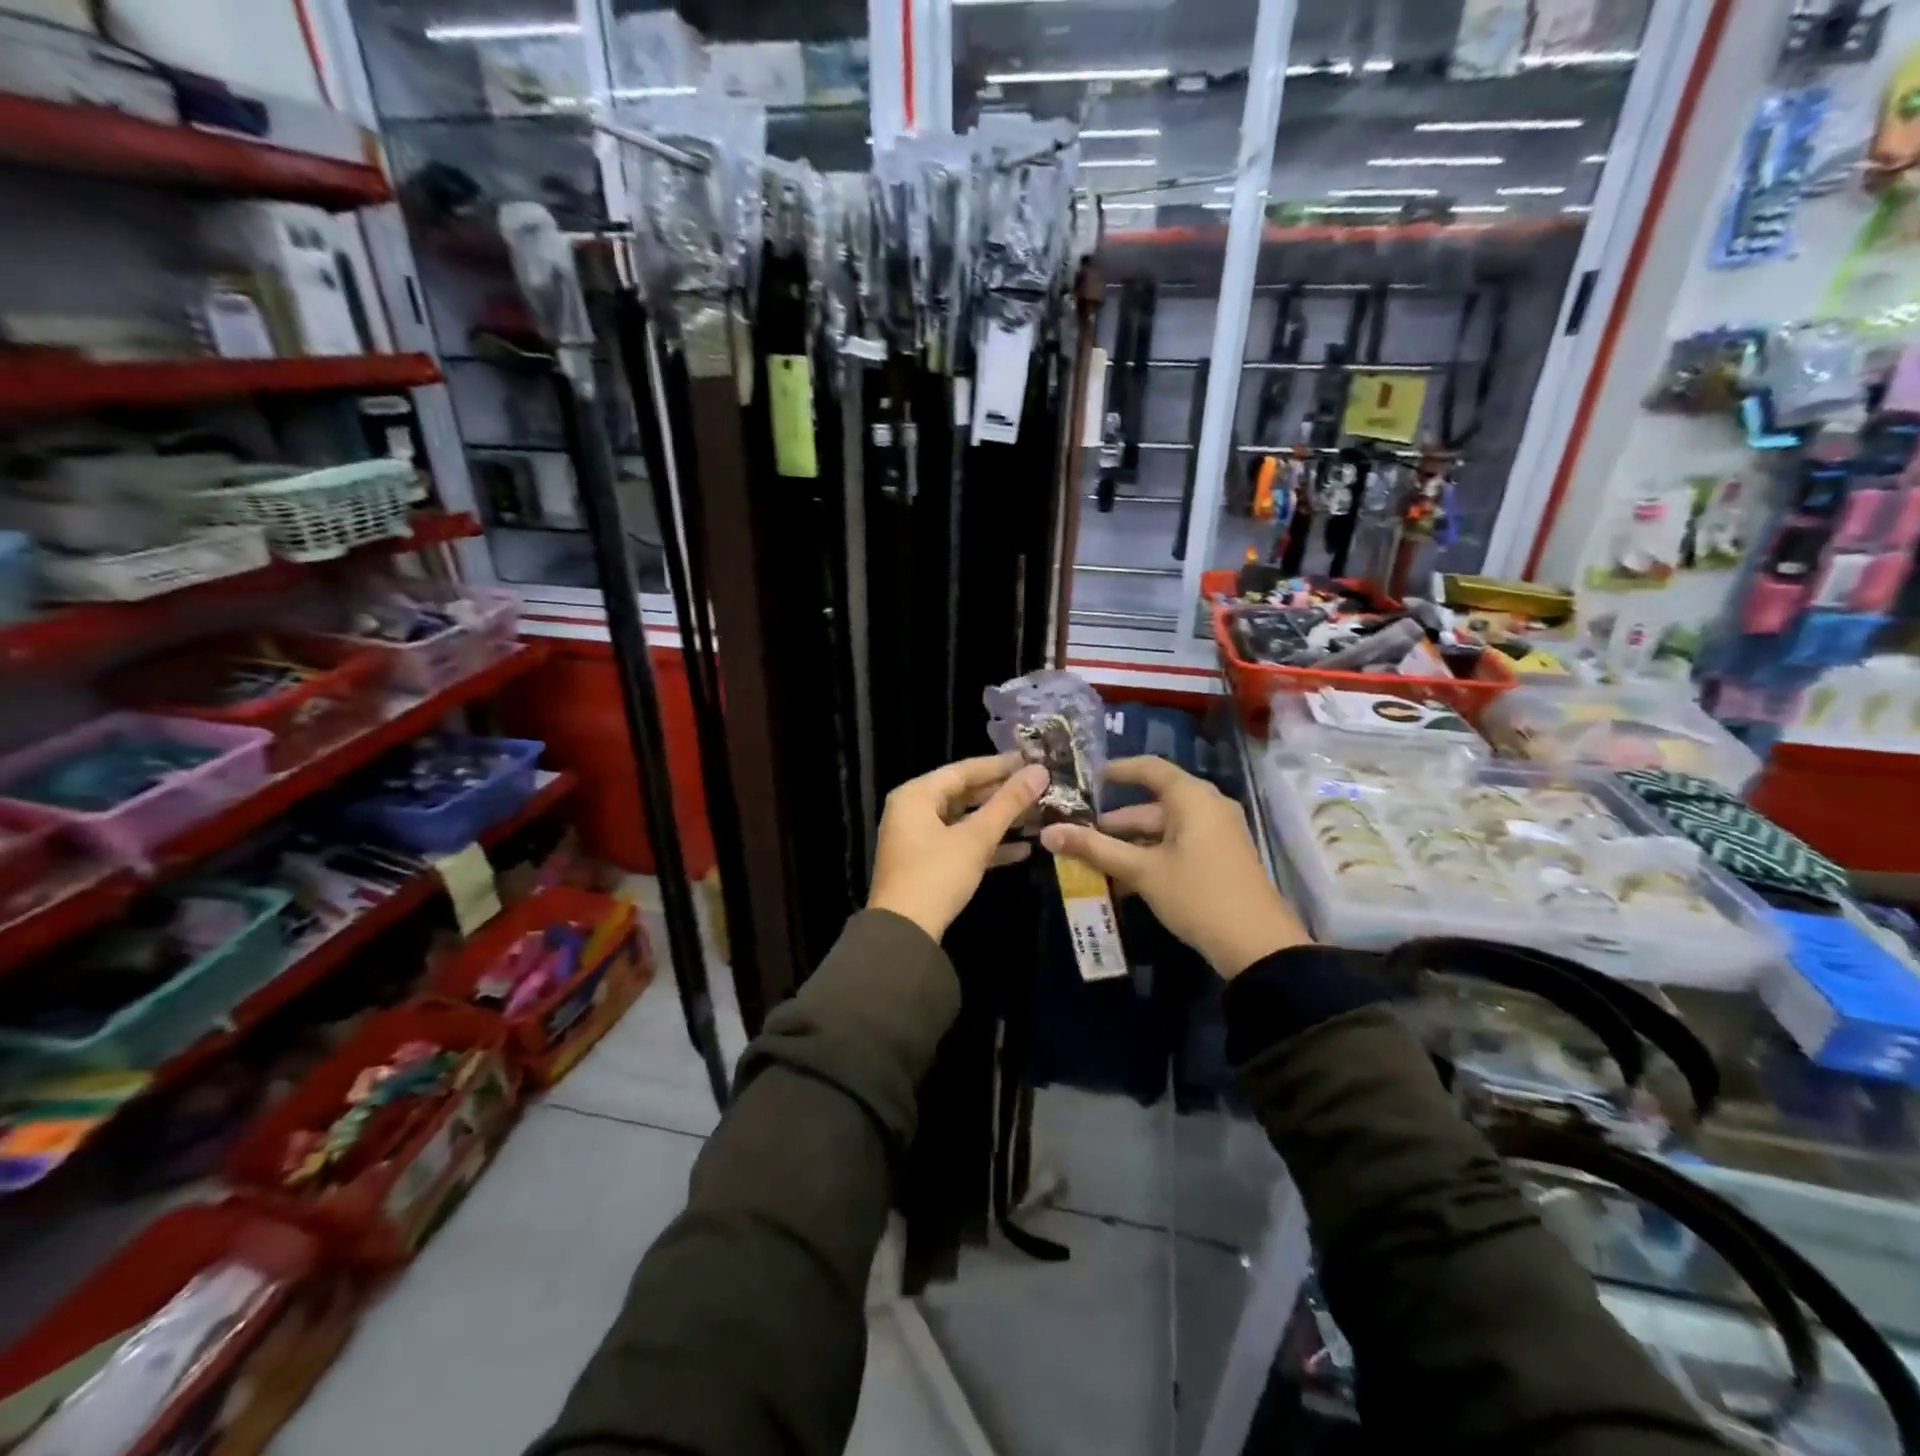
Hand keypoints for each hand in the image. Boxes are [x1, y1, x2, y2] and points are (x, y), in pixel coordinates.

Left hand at [868, 753, 1048, 941]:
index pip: (964, 770)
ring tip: (1037, 815)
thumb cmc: (937, 875)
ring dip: (998, 821)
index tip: (1033, 760)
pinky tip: (1023, 850)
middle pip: (964, 794)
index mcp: (916, 795)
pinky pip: (960, 844)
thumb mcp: (976, 837)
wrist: (904, 933)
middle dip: (1002, 794)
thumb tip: (1040, 771)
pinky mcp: (926, 864)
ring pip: (964, 820)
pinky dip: (987, 845)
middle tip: (1039, 788)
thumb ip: (1008, 803)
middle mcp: (912, 810)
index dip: (1001, 765)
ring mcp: (918, 839)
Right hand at [1039, 756, 1308, 978]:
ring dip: (1131, 844)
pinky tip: (1125, 881)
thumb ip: (1095, 849)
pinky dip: (1151, 856)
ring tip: (1095, 862)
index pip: (1150, 768)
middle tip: (1080, 834)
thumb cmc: (1197, 895)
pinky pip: (1179, 845)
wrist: (1258, 946)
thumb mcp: (1142, 871)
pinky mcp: (1221, 858)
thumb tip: (1048, 833)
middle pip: (1154, 804)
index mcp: (1192, 798)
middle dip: (1116, 821)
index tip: (1088, 778)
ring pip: (1165, 829)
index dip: (1118, 770)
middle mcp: (1208, 807)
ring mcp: (1218, 833)